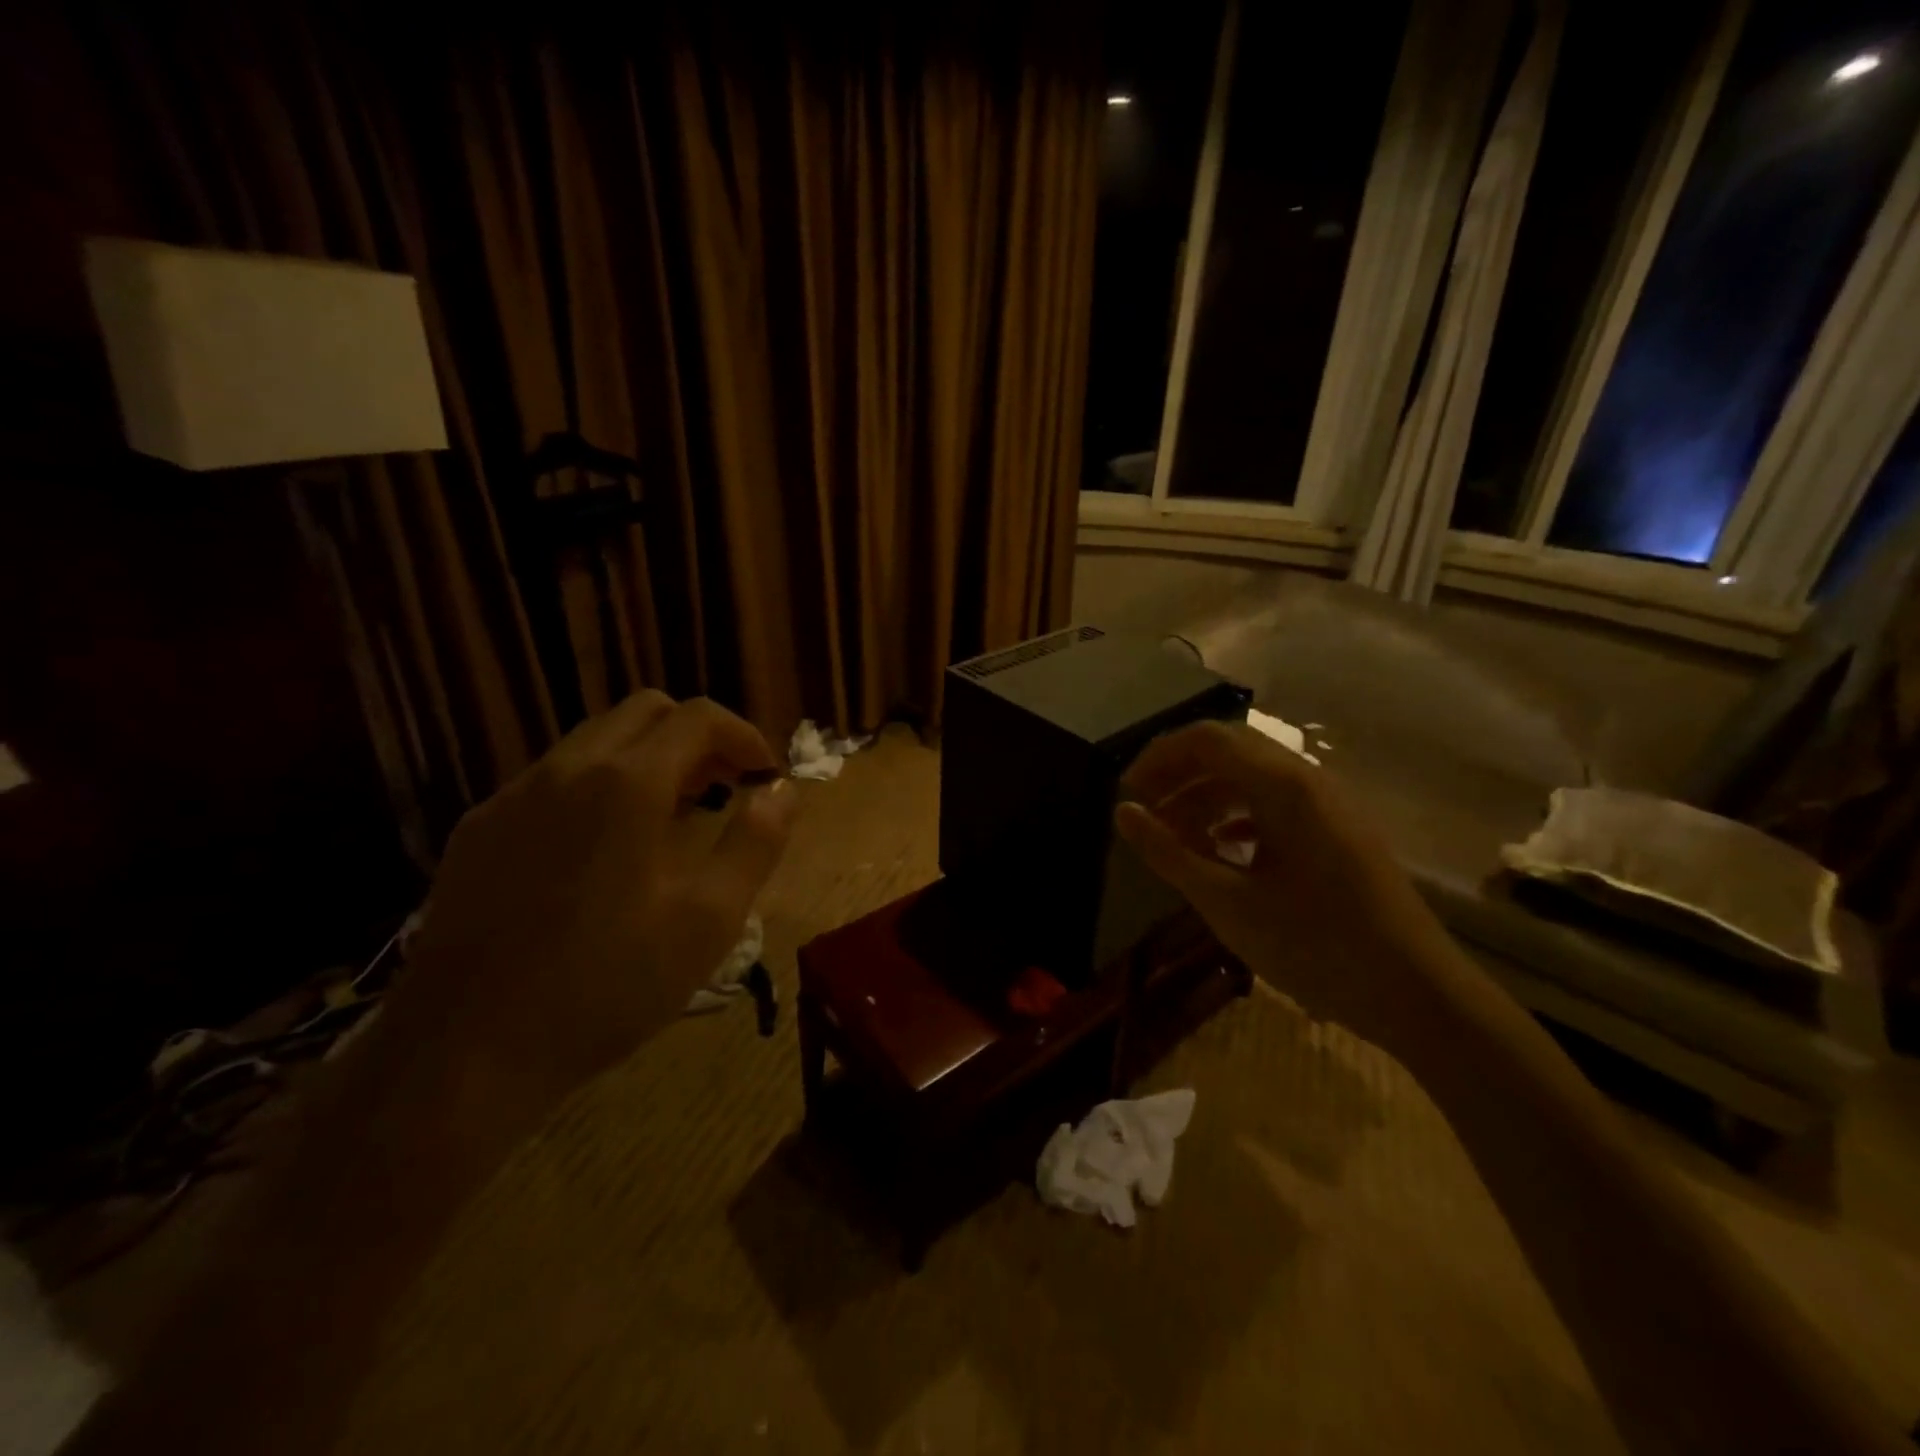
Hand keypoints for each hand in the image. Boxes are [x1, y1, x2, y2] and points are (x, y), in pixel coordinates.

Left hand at [397, 692, 795, 1099]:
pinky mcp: (478, 828)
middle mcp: (567, 768)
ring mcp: (514, 795)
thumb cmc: (606, 986)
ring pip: (596, 739)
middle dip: (697, 737)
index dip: (744, 734)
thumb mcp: (708, 921)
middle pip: (646, 711)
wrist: (463, 1054)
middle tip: (724, 787)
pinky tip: (603, 849)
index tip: (765, 774)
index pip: (699, 717)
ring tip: (672, 816)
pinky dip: (599, 785)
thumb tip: (783, 791)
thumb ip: (755, 843)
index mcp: (628, 783)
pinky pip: (553, 778)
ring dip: (648, 757)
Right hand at [1115, 719, 1467, 1057]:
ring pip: (1251, 778)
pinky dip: (1237, 816)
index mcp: (1284, 786)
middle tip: (1144, 811)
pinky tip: (1219, 850)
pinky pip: (1275, 804)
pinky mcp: (1337, 831)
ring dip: (1206, 796)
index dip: (1158, 758)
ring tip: (1173, 836)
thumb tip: (1123, 812)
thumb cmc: (1315, 946)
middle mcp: (1308, 780)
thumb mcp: (1228, 903)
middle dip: (1179, 774)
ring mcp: (1328, 805)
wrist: (1417, 994)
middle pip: (1229, 751)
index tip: (1126, 795)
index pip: (1206, 740)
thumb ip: (1169, 853)